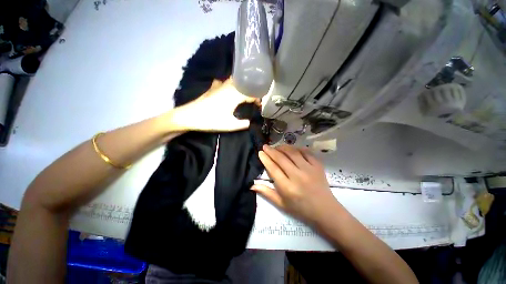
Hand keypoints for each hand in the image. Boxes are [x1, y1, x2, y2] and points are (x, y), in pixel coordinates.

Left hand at [171, 79, 258, 131]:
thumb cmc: (210, 120)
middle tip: (255, 98)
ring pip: (235, 80)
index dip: (258, 99)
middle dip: (252, 89)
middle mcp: (230, 86)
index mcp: (236, 94)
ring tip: (245, 93)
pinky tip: (228, 89)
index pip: (252, 93)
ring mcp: (221, 85)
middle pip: (245, 83)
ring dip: (242, 85)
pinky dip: (229, 84)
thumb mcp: (229, 125)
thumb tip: (250, 122)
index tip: (260, 106)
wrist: (190, 115)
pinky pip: (225, 82)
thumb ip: (242, 124)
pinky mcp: (213, 87)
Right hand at [251, 144, 339, 225]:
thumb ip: (267, 193)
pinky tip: (293, 149)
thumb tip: (252, 185)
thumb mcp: (282, 204)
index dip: (266, 159)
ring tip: (277, 146)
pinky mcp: (318, 166)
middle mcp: (297, 176)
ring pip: (293, 153)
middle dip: (272, 151)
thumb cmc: (301, 209)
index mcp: (287, 187)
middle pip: (282, 159)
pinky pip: (307, 153)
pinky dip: (298, 149)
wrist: (323, 209)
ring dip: (284, 148)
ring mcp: (309, 169)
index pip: (273, 169)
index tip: (260, 153)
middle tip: (266, 146)